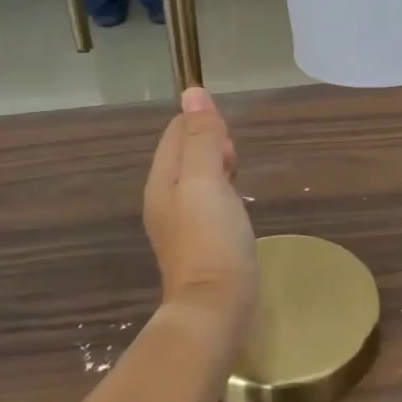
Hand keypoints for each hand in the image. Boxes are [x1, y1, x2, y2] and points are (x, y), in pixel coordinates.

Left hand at [143, 87, 257, 338]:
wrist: (215, 308)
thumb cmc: (212, 239)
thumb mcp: (207, 180)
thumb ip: (201, 138)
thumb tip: (193, 93)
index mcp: (162, 181)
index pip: (176, 133)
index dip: (203, 125)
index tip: (229, 139)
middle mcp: (165, 199)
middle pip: (185, 154)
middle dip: (212, 145)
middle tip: (236, 161)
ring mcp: (180, 223)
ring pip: (198, 178)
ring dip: (219, 168)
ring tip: (239, 175)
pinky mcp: (199, 241)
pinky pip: (208, 201)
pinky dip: (223, 192)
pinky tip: (237, 203)